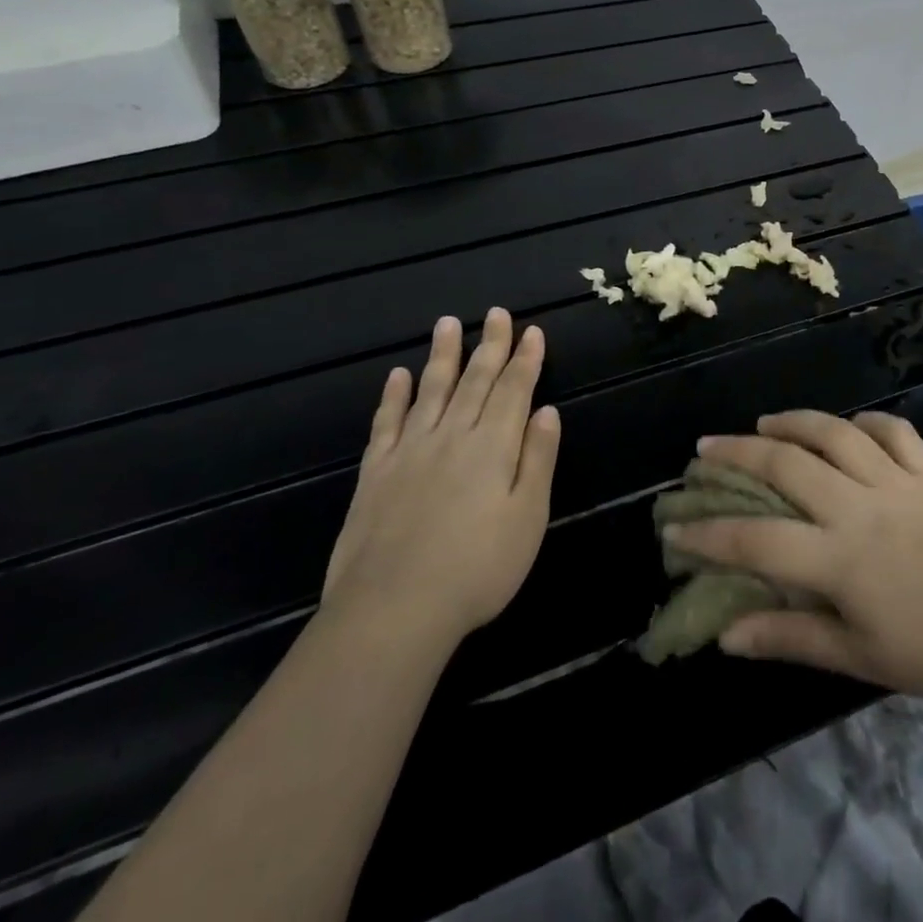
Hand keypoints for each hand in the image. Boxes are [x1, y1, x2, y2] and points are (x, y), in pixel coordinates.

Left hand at [321, 308, 560, 646]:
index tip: (532, 331)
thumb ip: (538, 460)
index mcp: (493, 446)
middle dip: (490, 345)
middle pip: (475, 380)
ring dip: (443, 356)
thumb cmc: (477, 568)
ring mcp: (410, 451)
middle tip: (497, 313)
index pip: (514, 390)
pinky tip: (397, 376)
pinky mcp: (376, 472)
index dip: (526, 359)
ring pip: (431, 390)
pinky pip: (386, 423)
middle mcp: (452, 436)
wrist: (393, 609)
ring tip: (447, 324)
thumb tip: (547, 411)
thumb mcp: (528, 518)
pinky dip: (393, 396)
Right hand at [665, 411, 922, 705]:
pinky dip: (868, 422)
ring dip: (794, 422)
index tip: (674, 523)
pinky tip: (849, 427)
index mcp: (840, 558)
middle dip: (738, 454)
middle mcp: (861, 506)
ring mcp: (898, 482)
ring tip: (765, 423)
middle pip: (787, 466)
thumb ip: (790, 639)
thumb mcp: (857, 657)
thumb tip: (728, 635)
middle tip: (707, 448)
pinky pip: (895, 432)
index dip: (709, 533)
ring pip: (836, 433)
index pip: (757, 540)